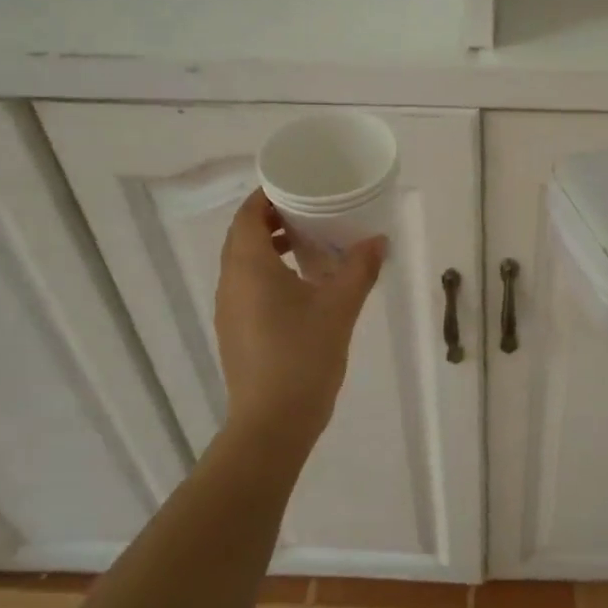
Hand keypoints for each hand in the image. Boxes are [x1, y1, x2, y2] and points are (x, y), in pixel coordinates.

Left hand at [215, 191, 385, 450]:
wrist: (272, 422)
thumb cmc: (303, 356)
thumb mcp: (339, 308)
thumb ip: (359, 269)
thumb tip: (378, 240)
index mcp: (249, 267)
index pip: (248, 214)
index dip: (268, 195)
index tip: (299, 186)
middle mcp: (231, 282)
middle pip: (243, 236)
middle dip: (272, 218)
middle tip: (310, 210)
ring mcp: (229, 309)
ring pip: (243, 262)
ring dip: (270, 246)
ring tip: (309, 243)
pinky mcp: (236, 330)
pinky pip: (247, 285)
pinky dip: (268, 272)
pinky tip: (302, 285)